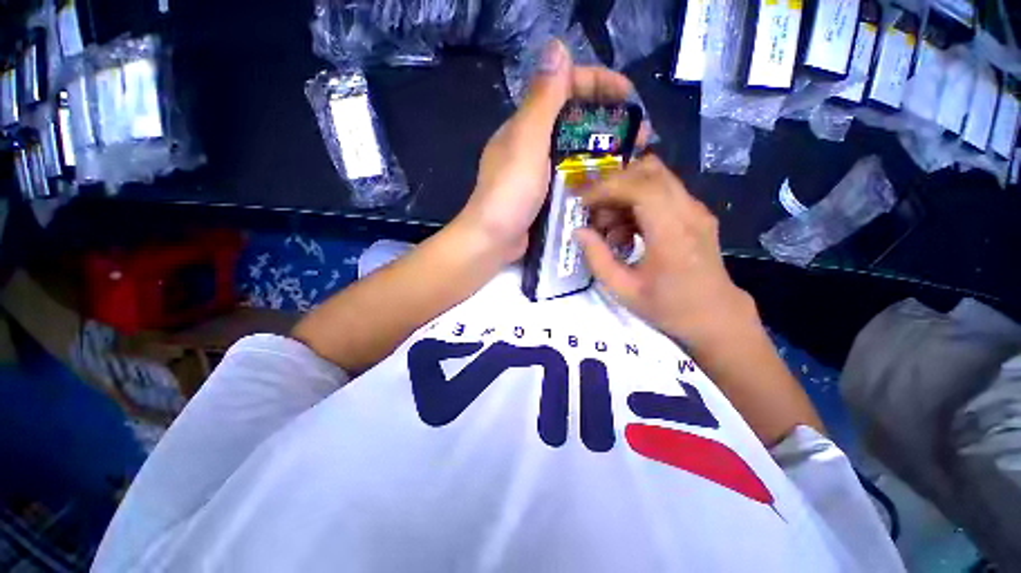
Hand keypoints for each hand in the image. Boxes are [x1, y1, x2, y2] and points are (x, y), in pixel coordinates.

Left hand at [454, 40, 637, 262]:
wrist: (493, 241)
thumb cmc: (509, 193)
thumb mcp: (526, 144)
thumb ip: (543, 100)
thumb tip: (557, 48)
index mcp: (525, 125)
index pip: (564, 88)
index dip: (598, 83)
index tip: (629, 95)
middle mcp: (532, 144)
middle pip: (575, 120)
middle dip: (608, 120)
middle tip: (639, 135)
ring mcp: (538, 171)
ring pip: (576, 150)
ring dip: (604, 150)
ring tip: (632, 158)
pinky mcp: (544, 194)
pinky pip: (573, 176)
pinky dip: (591, 173)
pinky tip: (609, 181)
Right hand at [575, 155, 758, 351]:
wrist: (715, 317)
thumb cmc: (668, 307)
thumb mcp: (623, 290)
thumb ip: (597, 258)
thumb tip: (579, 232)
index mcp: (672, 232)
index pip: (639, 187)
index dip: (606, 189)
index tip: (582, 204)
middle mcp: (689, 212)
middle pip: (649, 171)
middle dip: (614, 186)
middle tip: (595, 214)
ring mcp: (695, 210)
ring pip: (655, 178)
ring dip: (624, 195)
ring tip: (610, 229)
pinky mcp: (695, 214)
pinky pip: (661, 193)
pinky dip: (637, 204)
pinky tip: (627, 233)